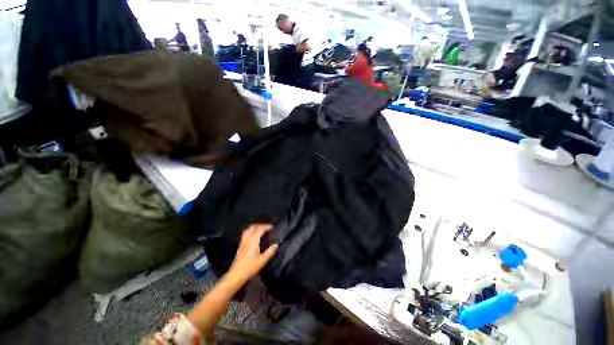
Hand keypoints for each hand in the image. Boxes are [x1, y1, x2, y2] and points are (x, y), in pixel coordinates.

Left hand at [229, 224, 278, 280]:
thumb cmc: (250, 267)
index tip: (272, 227)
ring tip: (260, 231)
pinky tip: (253, 238)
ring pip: (247, 230)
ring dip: (254, 228)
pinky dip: (250, 233)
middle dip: (260, 225)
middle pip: (253, 227)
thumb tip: (276, 244)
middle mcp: (247, 240)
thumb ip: (270, 251)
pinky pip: (244, 235)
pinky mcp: (240, 247)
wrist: (236, 275)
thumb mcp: (262, 260)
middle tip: (266, 228)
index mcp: (253, 241)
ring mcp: (242, 243)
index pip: (260, 229)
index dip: (266, 226)